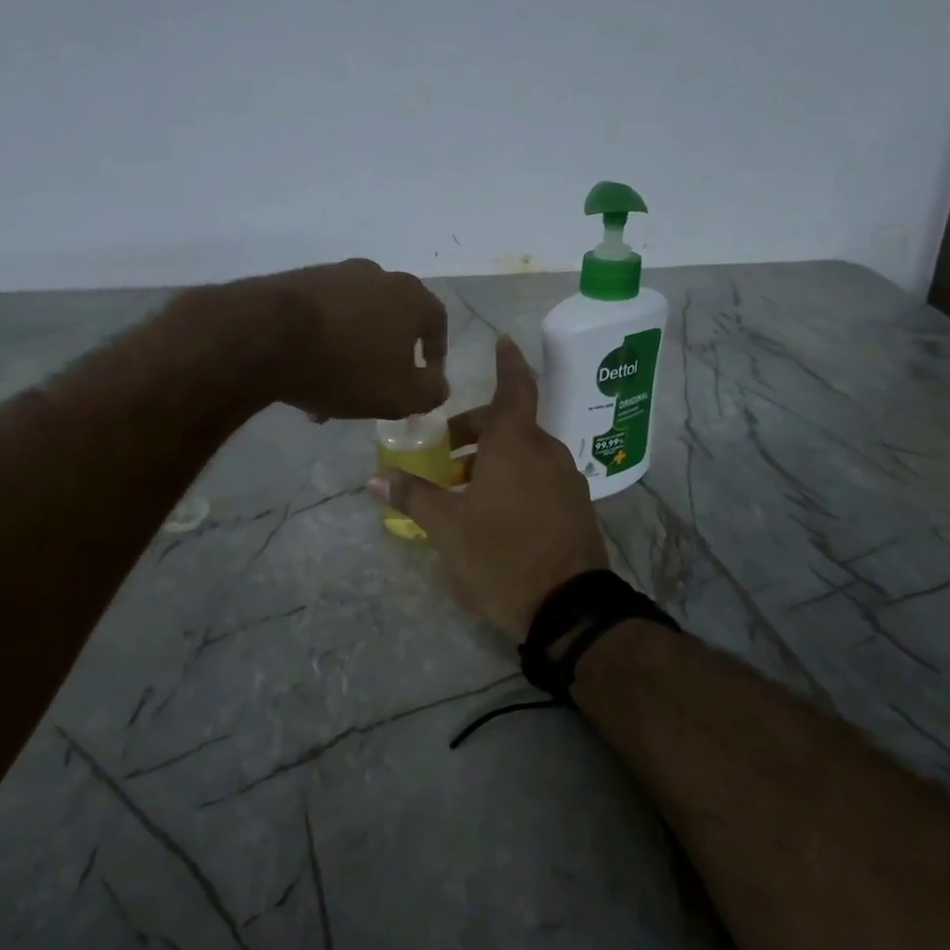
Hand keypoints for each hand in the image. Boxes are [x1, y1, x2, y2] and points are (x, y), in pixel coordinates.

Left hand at [234, 260, 448, 420]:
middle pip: (390, 322)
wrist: (267, 336)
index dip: (436, 353)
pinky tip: (304, 378)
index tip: (427, 378)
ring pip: (353, 323)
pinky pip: (320, 320)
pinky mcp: (295, 282)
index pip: (436, 321)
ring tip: (332, 396)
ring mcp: (332, 275)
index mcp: (409, 295)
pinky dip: (320, 347)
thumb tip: (437, 384)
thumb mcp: (401, 395)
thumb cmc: (347, 366)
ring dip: (349, 357)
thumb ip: (430, 392)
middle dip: (386, 360)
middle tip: (376, 392)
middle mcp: (375, 275)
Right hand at [370, 336, 607, 637]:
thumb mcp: (447, 528)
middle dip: (476, 431)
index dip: (507, 363)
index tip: (502, 341)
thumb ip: (413, 496)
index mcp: (516, 445)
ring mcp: (567, 480)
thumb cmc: (501, 556)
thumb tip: (373, 478)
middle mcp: (547, 452)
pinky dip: (515, 478)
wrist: (568, 608)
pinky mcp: (576, 506)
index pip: (514, 388)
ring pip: (525, 453)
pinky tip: (494, 511)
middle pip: (511, 424)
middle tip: (445, 453)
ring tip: (463, 489)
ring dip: (494, 459)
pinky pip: (540, 476)